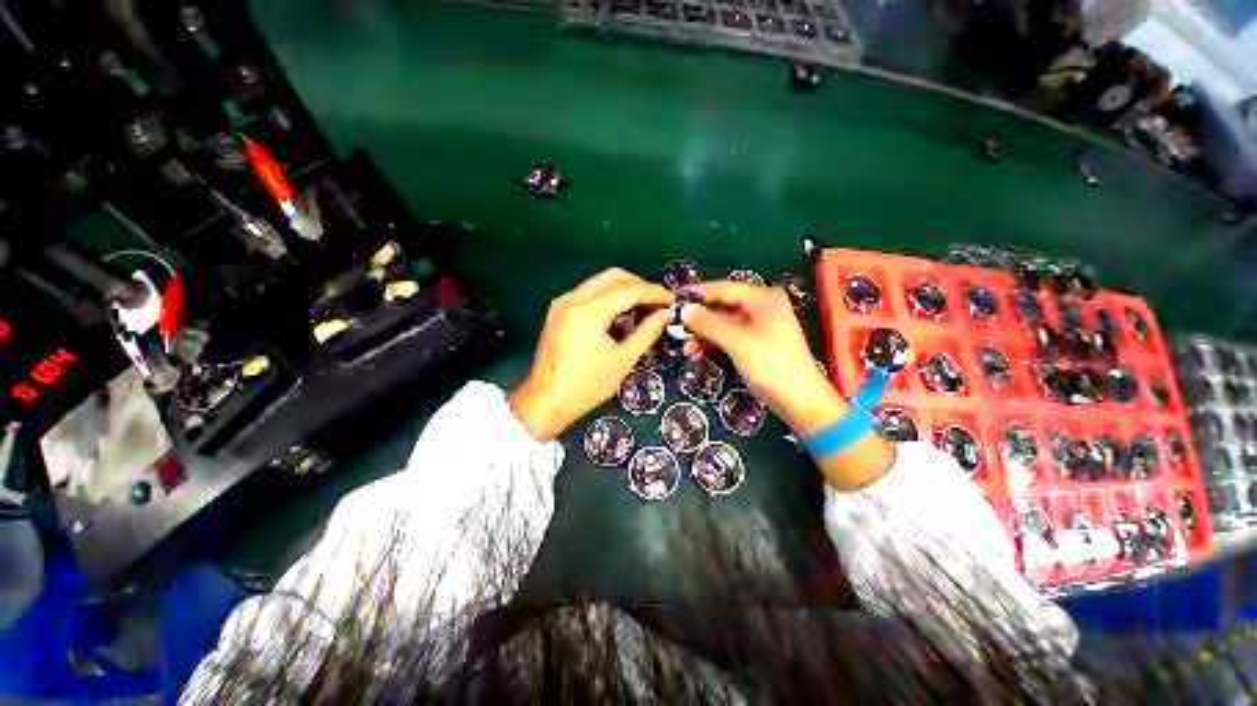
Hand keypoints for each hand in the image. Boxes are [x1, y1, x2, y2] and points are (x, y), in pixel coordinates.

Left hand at [511, 269, 671, 440]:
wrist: (545, 402)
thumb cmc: (586, 386)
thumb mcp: (622, 360)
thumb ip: (647, 333)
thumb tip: (665, 314)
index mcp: (588, 312)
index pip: (628, 290)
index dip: (653, 292)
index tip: (671, 299)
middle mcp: (572, 299)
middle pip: (613, 276)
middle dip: (639, 285)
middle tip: (657, 302)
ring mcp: (562, 302)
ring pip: (599, 281)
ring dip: (623, 289)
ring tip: (642, 308)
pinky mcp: (558, 310)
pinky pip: (588, 292)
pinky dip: (607, 296)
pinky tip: (619, 313)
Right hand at [684, 280, 894, 490]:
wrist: (801, 401)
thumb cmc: (772, 366)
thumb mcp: (738, 342)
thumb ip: (709, 324)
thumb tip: (684, 309)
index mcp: (762, 299)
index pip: (723, 288)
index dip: (698, 293)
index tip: (673, 299)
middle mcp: (760, 307)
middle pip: (722, 305)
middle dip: (698, 317)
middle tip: (674, 326)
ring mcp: (758, 326)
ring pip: (722, 323)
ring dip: (702, 333)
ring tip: (683, 346)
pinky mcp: (754, 343)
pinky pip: (728, 336)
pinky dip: (712, 343)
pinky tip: (696, 352)